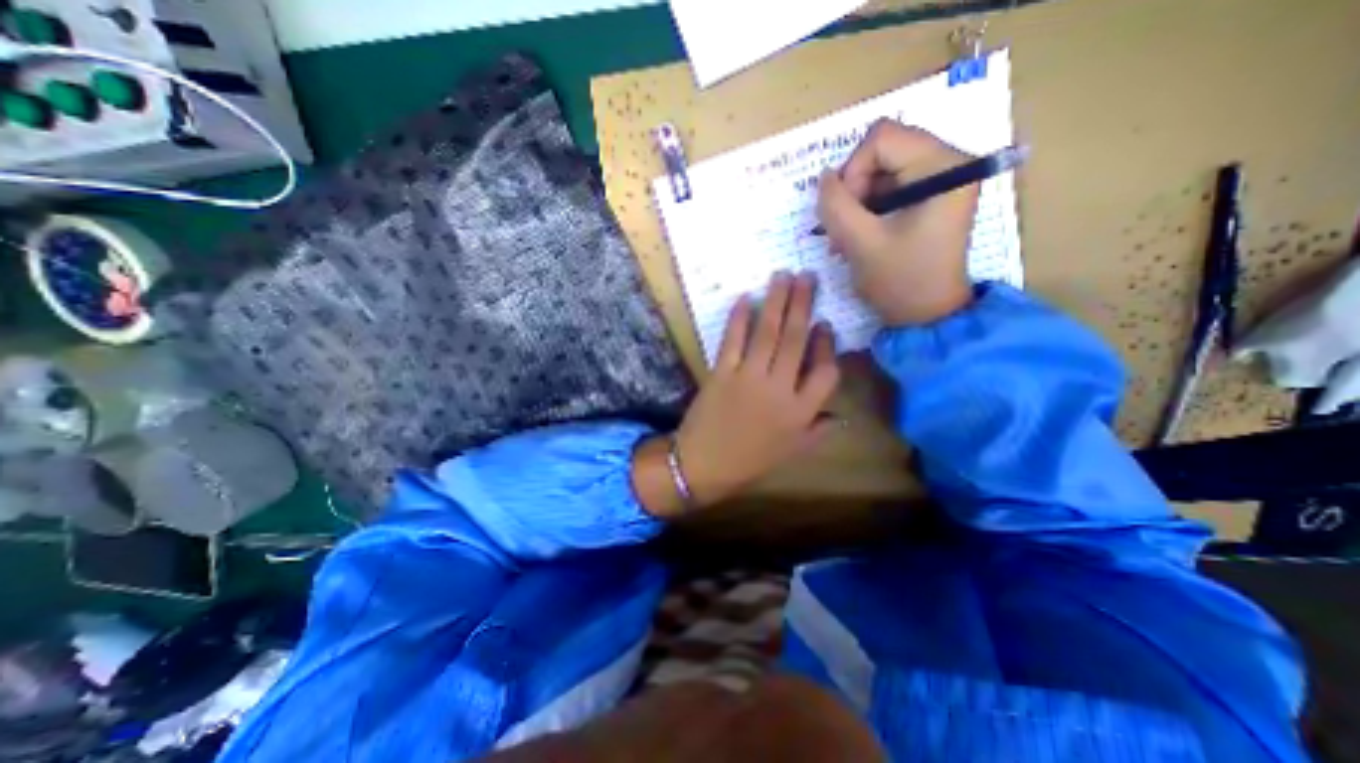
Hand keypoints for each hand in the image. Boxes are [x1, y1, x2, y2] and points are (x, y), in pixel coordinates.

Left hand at [629, 273, 840, 513]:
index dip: (827, 345)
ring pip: (768, 333)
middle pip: (796, 341)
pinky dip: (739, 318)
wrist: (703, 465)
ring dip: (776, 301)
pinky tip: (745, 298)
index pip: (825, 372)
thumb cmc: (749, 461)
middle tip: (807, 276)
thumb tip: (843, 415)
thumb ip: (819, 431)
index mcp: (801, 412)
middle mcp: (779, 390)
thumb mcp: (791, 452)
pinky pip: (733, 340)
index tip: (825, 323)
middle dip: (803, 305)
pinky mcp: (721, 373)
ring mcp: (749, 379)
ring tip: (783, 276)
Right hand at [816, 118, 979, 323]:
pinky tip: (860, 235)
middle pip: (882, 150)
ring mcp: (941, 179)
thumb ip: (835, 205)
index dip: (852, 171)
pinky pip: (888, 186)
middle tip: (844, 227)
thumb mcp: (860, 243)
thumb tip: (822, 178)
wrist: (927, 315)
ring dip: (857, 202)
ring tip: (849, 238)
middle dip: (854, 188)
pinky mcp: (931, 195)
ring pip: (880, 169)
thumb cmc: (900, 281)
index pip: (881, 138)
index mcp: (943, 166)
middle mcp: (949, 162)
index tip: (848, 212)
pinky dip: (867, 208)